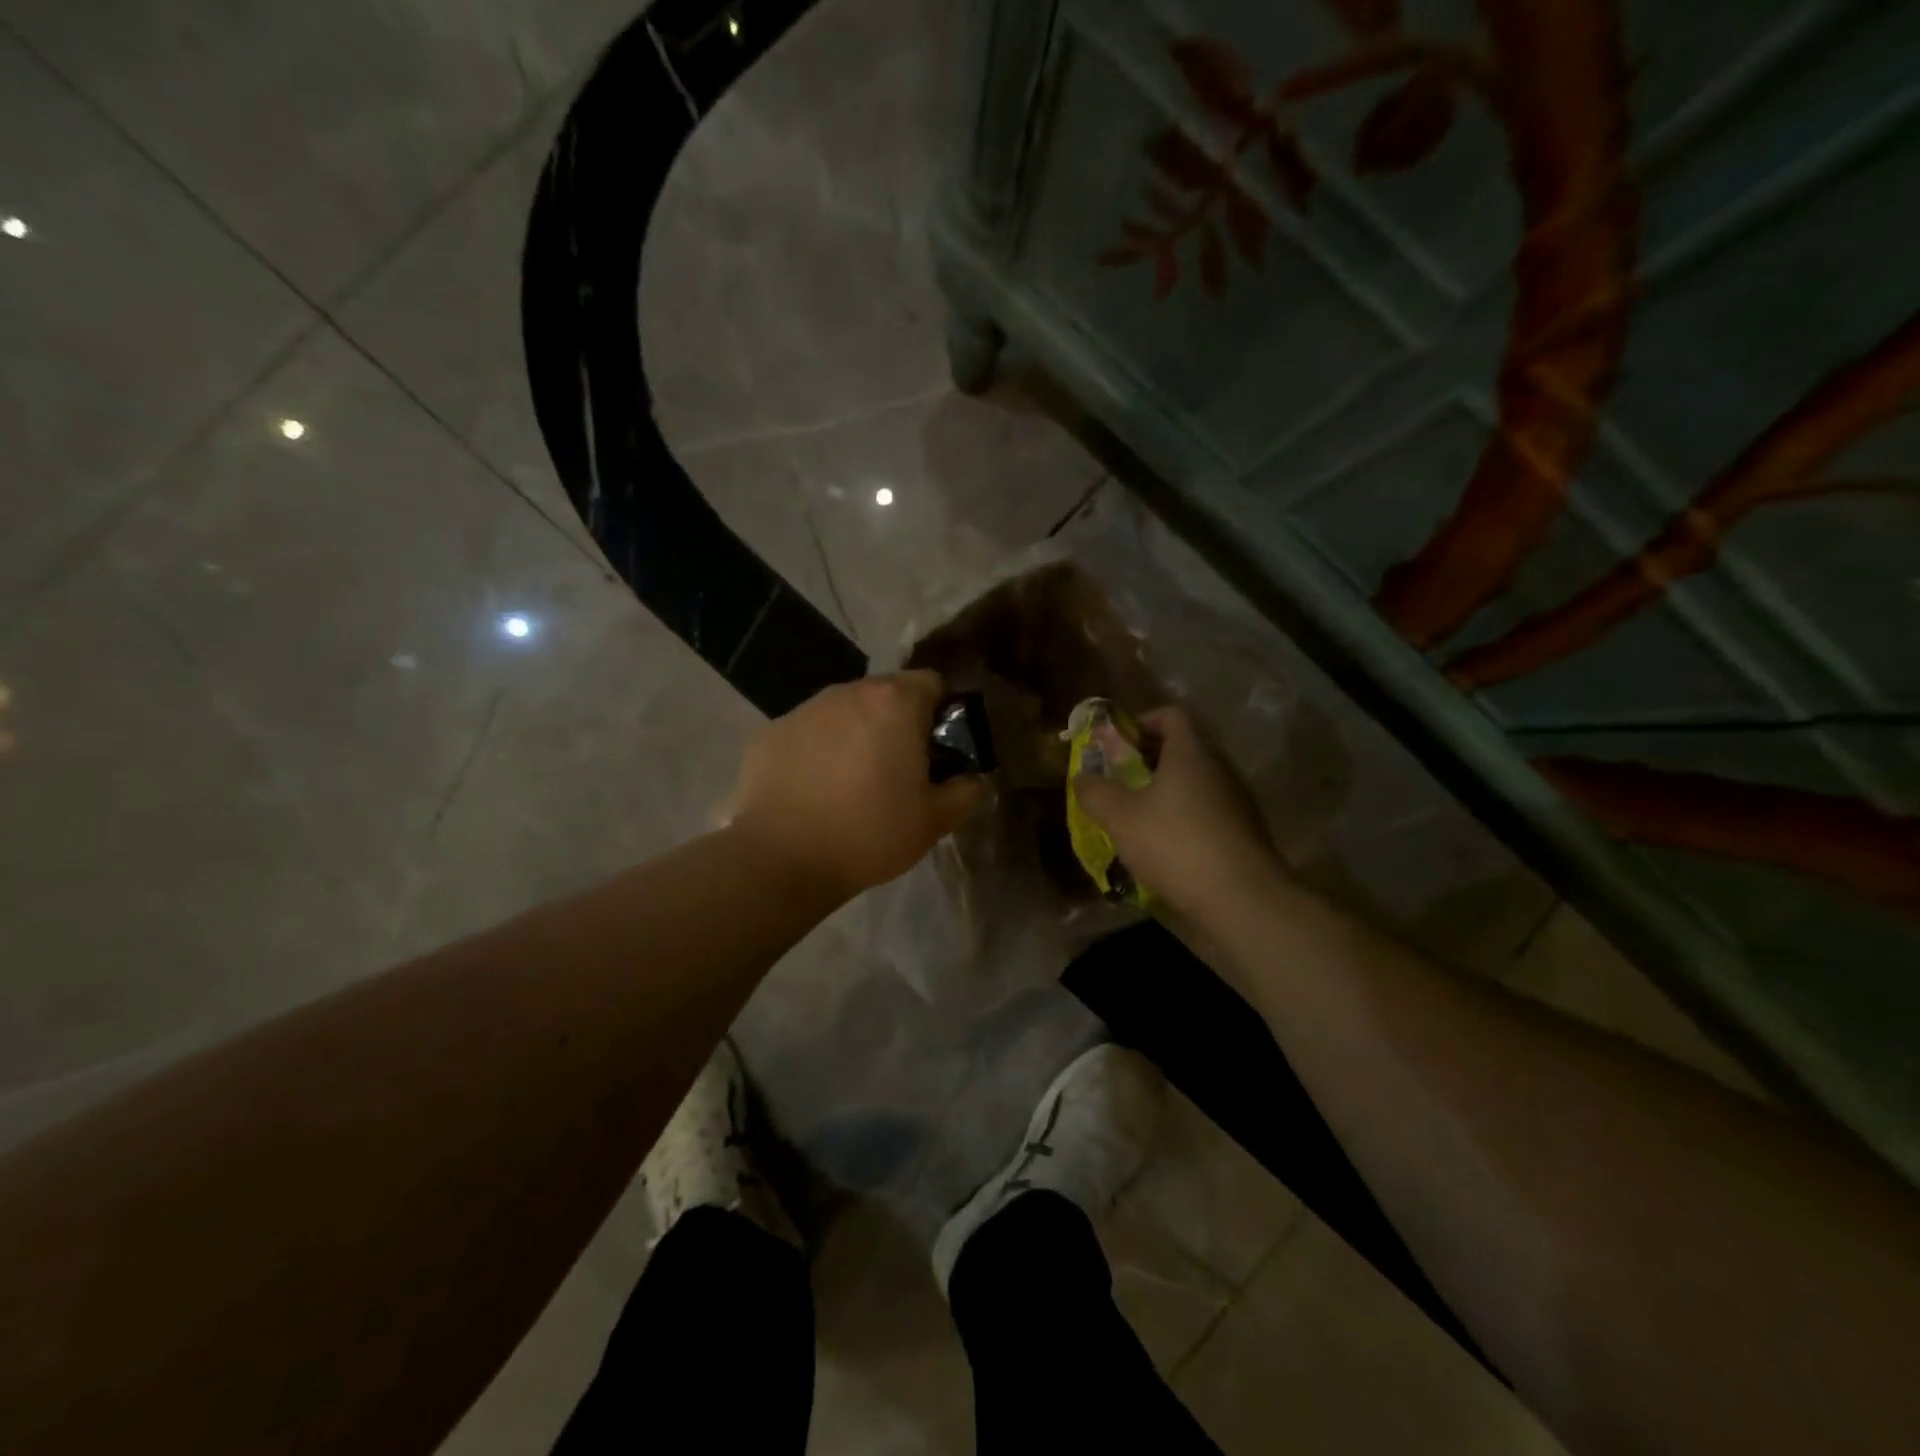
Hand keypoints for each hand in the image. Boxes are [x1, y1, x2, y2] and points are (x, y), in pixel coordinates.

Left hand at [729, 671, 986, 898]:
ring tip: (852, 782)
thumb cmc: (869, 834)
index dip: (940, 714)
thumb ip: (967, 791)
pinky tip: (813, 790)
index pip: (932, 683)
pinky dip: (818, 750)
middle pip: (885, 694)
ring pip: (844, 711)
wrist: (781, 859)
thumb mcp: (935, 821)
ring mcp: (804, 709)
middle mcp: (848, 692)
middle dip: (897, 723)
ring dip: (856, 734)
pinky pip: (808, 732)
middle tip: (898, 770)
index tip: (937, 751)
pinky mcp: (770, 732)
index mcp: (894, 702)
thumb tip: (973, 777)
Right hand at [1073, 705, 1279, 919]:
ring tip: (1135, 820)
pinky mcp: (1243, 833)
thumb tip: (1082, 776)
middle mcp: (1218, 768)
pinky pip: (1205, 812)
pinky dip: (1182, 819)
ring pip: (1193, 783)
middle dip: (1145, 762)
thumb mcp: (1120, 817)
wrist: (1243, 900)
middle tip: (1116, 785)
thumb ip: (1095, 791)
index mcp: (1191, 752)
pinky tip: (1163, 848)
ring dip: (1163, 794)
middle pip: (1181, 749)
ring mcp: (1236, 801)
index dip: (1140, 722)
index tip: (1115, 746)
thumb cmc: (1176, 844)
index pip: (1170, 714)